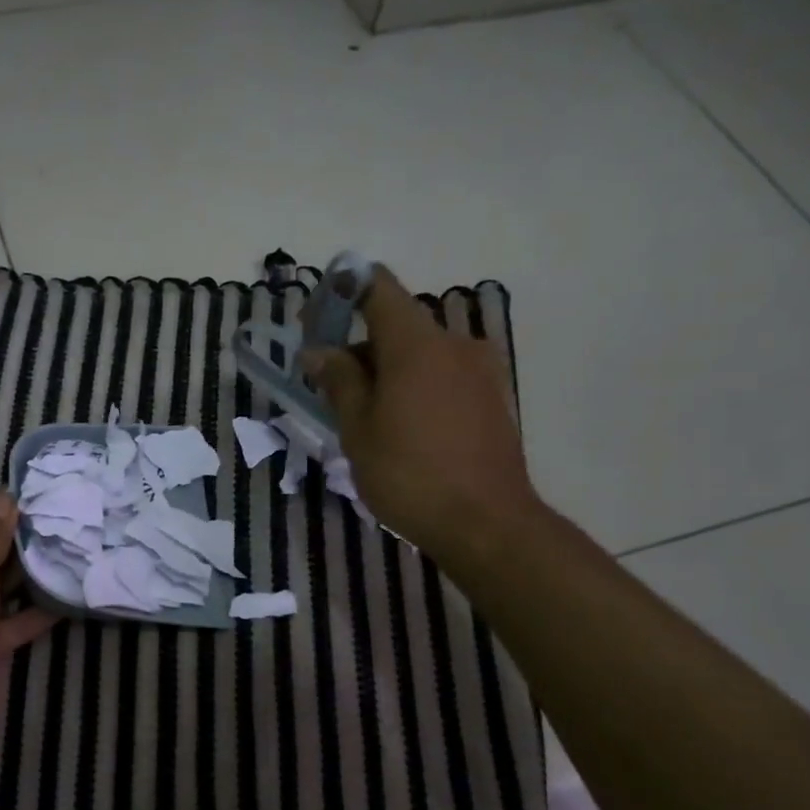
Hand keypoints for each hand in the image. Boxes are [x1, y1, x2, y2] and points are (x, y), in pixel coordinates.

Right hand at [303, 267, 543, 577]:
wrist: (486, 523)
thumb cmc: (409, 474)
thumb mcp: (358, 430)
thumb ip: (339, 382)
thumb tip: (319, 351)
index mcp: (416, 343)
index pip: (377, 286)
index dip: (341, 291)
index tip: (315, 322)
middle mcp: (453, 343)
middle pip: (397, 326)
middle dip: (360, 349)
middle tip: (332, 392)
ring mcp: (480, 370)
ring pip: (421, 355)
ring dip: (388, 373)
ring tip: (367, 421)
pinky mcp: (493, 397)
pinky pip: (444, 376)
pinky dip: (416, 388)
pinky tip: (404, 431)